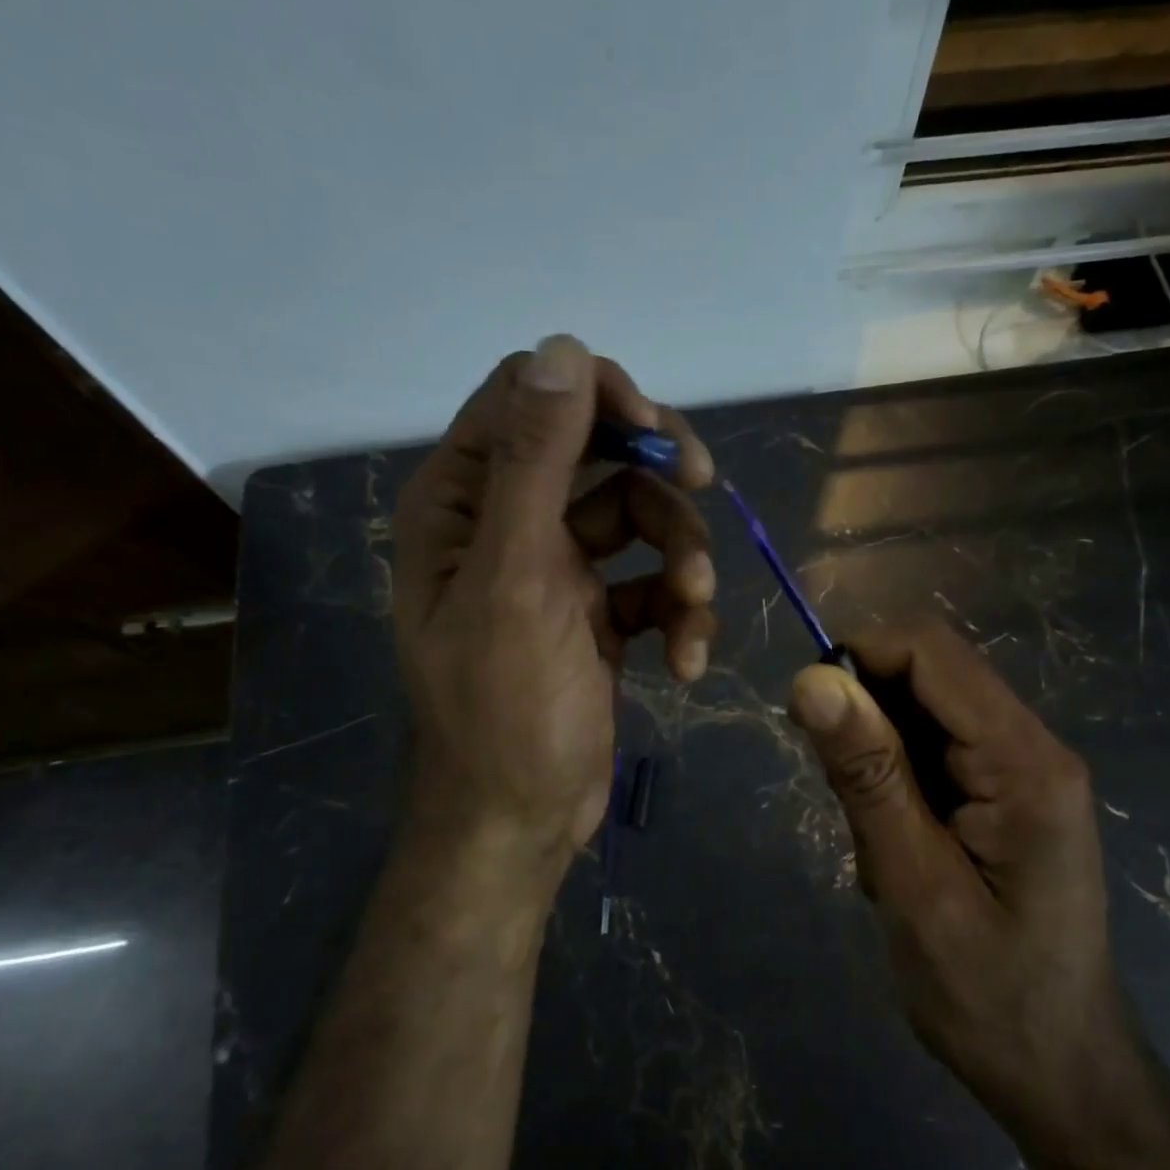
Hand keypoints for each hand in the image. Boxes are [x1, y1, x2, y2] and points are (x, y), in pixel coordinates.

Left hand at [389, 336, 716, 899]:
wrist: (521, 822)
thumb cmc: (504, 708)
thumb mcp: (516, 579)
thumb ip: (534, 463)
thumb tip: (561, 348)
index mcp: (465, 501)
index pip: (530, 398)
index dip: (597, 397)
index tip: (655, 433)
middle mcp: (508, 524)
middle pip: (600, 454)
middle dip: (656, 478)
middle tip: (704, 487)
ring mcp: (558, 570)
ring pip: (641, 521)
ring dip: (680, 559)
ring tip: (693, 610)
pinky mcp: (598, 614)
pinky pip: (652, 585)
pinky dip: (678, 615)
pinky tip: (686, 661)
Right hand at [788, 621, 1128, 1136]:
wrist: (1063, 1077)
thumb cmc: (989, 997)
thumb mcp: (913, 886)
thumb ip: (867, 776)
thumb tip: (812, 679)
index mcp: (1024, 761)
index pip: (931, 651)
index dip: (858, 657)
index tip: (805, 714)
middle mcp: (1031, 747)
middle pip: (929, 674)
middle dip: (865, 715)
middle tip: (841, 798)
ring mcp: (1021, 770)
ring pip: (923, 711)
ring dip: (876, 755)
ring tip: (874, 838)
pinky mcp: (1004, 794)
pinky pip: (933, 750)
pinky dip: (894, 781)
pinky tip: (894, 845)